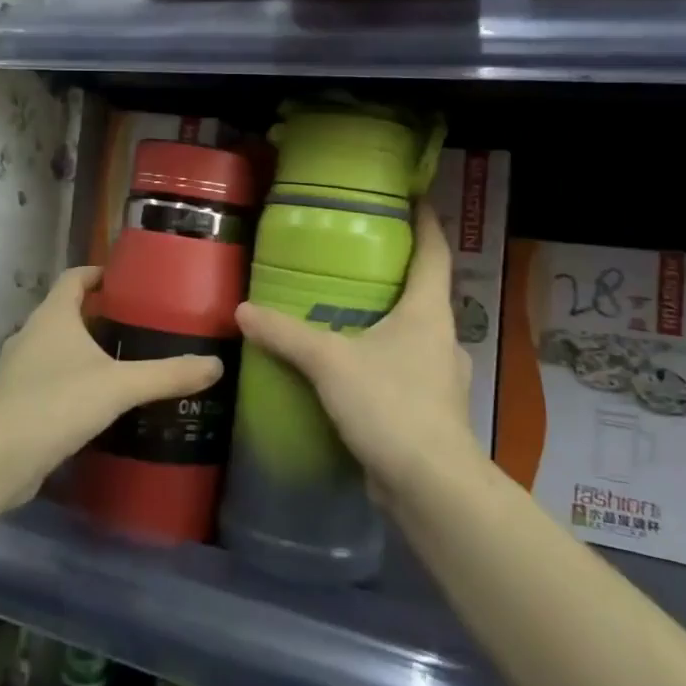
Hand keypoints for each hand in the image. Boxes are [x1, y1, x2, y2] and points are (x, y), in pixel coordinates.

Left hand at [0, 266, 222, 511]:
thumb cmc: (57, 403)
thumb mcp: (120, 386)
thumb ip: (167, 374)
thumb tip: (216, 365)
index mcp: (52, 316)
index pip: (74, 278)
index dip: (98, 273)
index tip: (127, 280)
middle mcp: (31, 335)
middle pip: (66, 312)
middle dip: (98, 315)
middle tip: (138, 325)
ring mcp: (18, 370)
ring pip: (56, 349)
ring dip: (84, 351)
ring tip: (123, 363)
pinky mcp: (16, 403)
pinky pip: (49, 381)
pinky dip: (72, 383)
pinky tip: (97, 403)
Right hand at [235, 204, 476, 503]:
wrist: (431, 486)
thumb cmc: (390, 405)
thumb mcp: (330, 363)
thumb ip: (286, 334)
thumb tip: (242, 310)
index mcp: (428, 312)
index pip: (434, 254)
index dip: (427, 223)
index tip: (413, 199)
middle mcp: (442, 338)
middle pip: (424, 294)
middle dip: (394, 277)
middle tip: (355, 262)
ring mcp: (441, 377)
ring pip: (414, 337)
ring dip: (387, 325)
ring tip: (346, 318)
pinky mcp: (431, 412)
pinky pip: (404, 372)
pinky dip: (382, 363)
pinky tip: (351, 373)